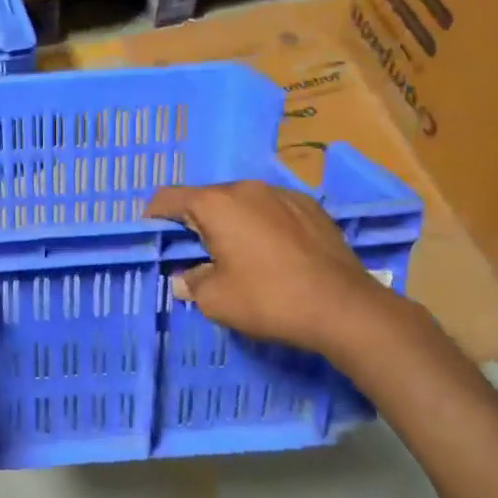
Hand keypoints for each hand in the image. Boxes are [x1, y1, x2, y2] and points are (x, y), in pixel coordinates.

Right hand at [145, 182, 401, 356]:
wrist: (345, 309)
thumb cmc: (269, 300)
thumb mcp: (215, 300)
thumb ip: (191, 283)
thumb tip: (185, 279)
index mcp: (216, 204)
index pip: (167, 197)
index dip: (152, 217)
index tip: (153, 239)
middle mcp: (247, 188)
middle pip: (205, 198)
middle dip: (193, 222)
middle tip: (194, 254)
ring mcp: (282, 194)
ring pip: (241, 202)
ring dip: (230, 223)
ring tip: (236, 255)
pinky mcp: (311, 207)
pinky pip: (271, 209)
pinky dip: (261, 225)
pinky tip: (272, 254)